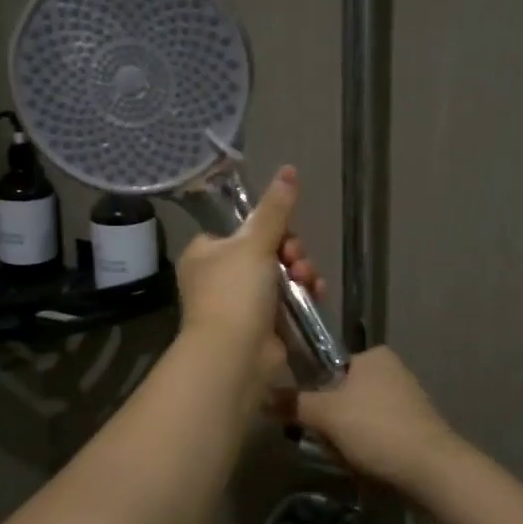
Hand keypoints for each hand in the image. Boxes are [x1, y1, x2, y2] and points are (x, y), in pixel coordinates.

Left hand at [176, 166, 323, 385]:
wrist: (234, 354)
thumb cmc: (235, 291)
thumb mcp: (255, 243)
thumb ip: (275, 208)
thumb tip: (288, 169)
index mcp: (206, 253)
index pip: (241, 229)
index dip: (269, 228)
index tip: (285, 232)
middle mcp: (219, 276)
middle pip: (266, 251)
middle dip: (290, 252)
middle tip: (296, 258)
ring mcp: (240, 303)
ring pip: (280, 275)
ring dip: (300, 271)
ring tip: (307, 279)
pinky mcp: (261, 325)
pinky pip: (288, 301)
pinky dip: (303, 295)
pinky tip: (316, 293)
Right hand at [280, 347, 460, 495]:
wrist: (432, 470)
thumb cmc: (376, 429)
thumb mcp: (326, 415)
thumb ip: (293, 403)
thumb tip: (262, 396)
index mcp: (373, 355)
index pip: (328, 367)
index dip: (314, 393)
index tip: (309, 416)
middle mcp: (392, 370)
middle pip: (341, 396)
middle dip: (330, 422)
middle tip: (327, 441)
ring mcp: (406, 400)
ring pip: (357, 418)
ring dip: (346, 439)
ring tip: (347, 457)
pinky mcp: (415, 427)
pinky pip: (377, 434)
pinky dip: (367, 449)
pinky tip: (366, 466)